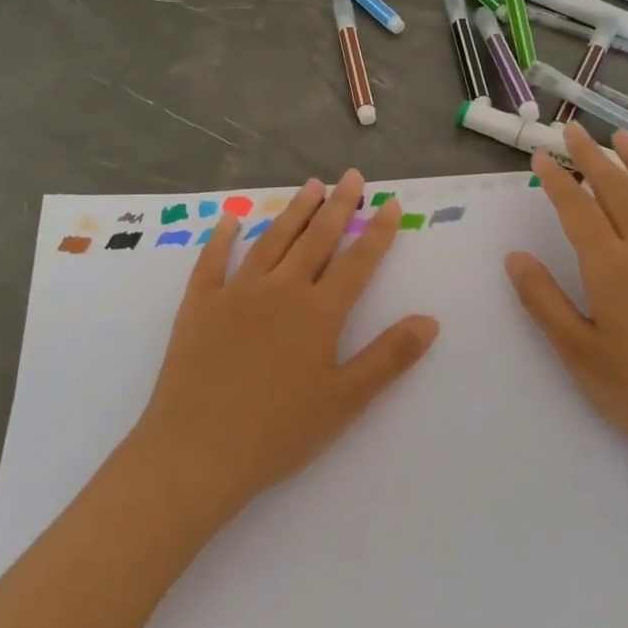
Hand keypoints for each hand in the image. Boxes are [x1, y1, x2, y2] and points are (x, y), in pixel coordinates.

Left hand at [129, 171, 439, 521]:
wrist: (197, 451)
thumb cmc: (277, 433)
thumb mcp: (345, 401)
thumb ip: (389, 357)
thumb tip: (430, 320)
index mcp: (318, 313)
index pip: (356, 262)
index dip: (376, 232)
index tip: (389, 203)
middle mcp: (280, 290)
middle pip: (315, 239)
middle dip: (337, 206)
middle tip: (351, 176)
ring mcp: (235, 293)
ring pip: (271, 241)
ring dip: (293, 211)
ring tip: (310, 185)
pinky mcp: (199, 305)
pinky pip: (212, 261)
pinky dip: (222, 237)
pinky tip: (231, 219)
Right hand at [504, 124, 627, 499]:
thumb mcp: (577, 354)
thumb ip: (543, 300)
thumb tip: (515, 256)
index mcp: (612, 269)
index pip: (577, 208)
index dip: (557, 178)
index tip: (542, 155)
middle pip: (619, 190)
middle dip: (593, 156)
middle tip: (575, 131)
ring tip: (624, 138)